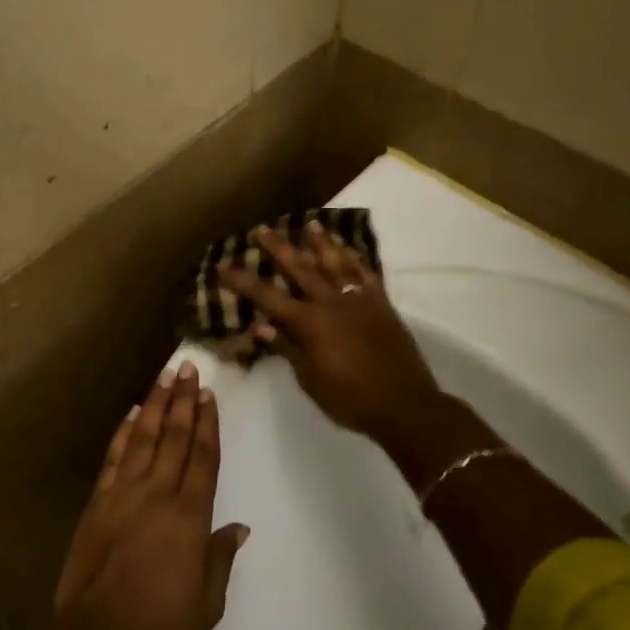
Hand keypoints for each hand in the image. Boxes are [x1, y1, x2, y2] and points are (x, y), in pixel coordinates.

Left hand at [52, 362, 249, 629]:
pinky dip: (124, 433)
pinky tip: (132, 415)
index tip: (209, 395)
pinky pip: (114, 458)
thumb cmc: (159, 627)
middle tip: (189, 369)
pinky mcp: (98, 501)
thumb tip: (238, 528)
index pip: (202, 458)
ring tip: (164, 377)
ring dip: (155, 405)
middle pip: (175, 437)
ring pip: (144, 437)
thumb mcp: (206, 605)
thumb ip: (220, 559)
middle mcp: (158, 494)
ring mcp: (124, 493)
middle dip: (183, 400)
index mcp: (189, 516)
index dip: (207, 424)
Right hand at [222, 221, 442, 447]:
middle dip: (278, 248)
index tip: (223, 265)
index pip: (267, 297)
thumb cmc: (351, 399)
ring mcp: (358, 299)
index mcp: (308, 323)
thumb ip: (287, 348)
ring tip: (310, 224)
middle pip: (299, 268)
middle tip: (262, 229)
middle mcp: (329, 302)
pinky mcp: (381, 304)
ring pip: (334, 263)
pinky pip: (365, 273)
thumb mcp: (310, 380)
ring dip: (320, 243)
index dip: (243, 281)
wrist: (406, 405)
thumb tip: (260, 326)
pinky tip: (348, 248)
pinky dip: (355, 258)